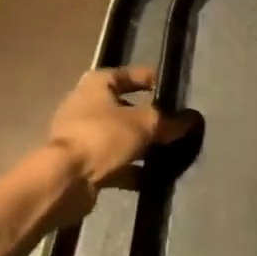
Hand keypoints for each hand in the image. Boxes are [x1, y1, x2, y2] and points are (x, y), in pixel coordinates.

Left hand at [46, 65, 188, 185]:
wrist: (63, 181)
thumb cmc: (103, 137)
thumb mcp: (145, 123)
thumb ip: (170, 121)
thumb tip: (192, 119)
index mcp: (97, 83)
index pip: (132, 74)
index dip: (154, 80)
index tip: (176, 93)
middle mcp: (86, 104)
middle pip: (126, 107)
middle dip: (150, 118)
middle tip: (175, 125)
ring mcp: (81, 135)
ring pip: (120, 136)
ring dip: (141, 146)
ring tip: (169, 153)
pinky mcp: (81, 163)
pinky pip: (113, 161)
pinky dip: (131, 168)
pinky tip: (153, 178)